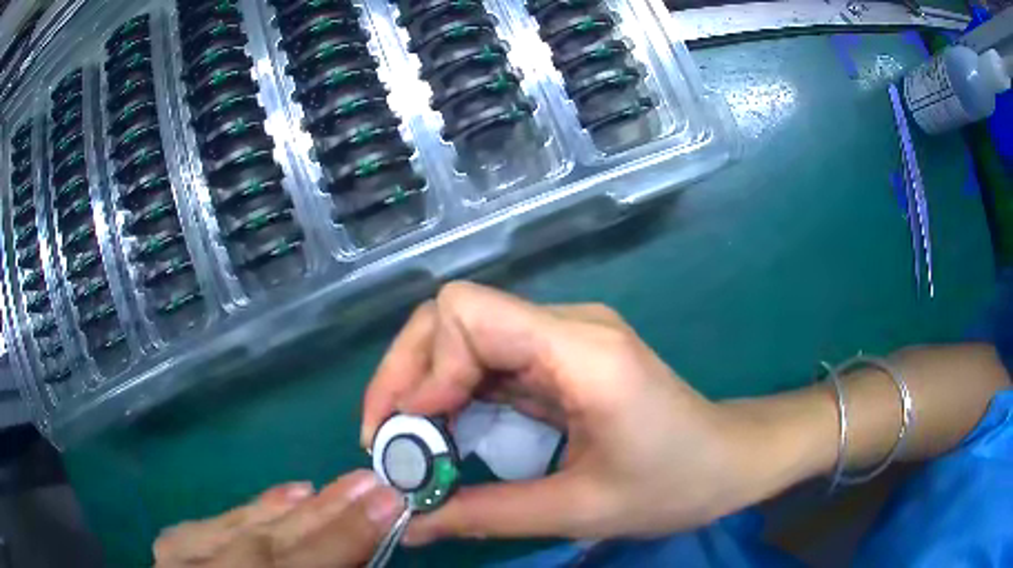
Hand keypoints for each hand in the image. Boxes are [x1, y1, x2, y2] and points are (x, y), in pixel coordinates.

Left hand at [153, 470, 402, 567]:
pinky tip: (281, 497)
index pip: (305, 565)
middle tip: (369, 482)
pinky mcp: (169, 552)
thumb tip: (362, 557)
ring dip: (291, 509)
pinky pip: (212, 524)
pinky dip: (249, 511)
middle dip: (327, 513)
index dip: (348, 535)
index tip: (389, 500)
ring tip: (333, 487)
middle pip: (273, 544)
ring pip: (242, 529)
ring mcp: (180, 564)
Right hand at [361, 282, 830, 544]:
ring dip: (426, 387)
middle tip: (389, 441)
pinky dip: (455, 396)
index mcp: (582, 350)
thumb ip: (485, 515)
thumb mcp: (578, 511)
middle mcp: (568, 326)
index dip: (423, 368)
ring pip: (465, 336)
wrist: (731, 460)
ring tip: (412, 447)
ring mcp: (565, 338)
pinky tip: (450, 437)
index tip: (408, 433)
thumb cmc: (675, 484)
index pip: (468, 313)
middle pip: (455, 316)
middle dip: (408, 375)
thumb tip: (409, 526)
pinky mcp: (562, 358)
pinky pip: (489, 361)